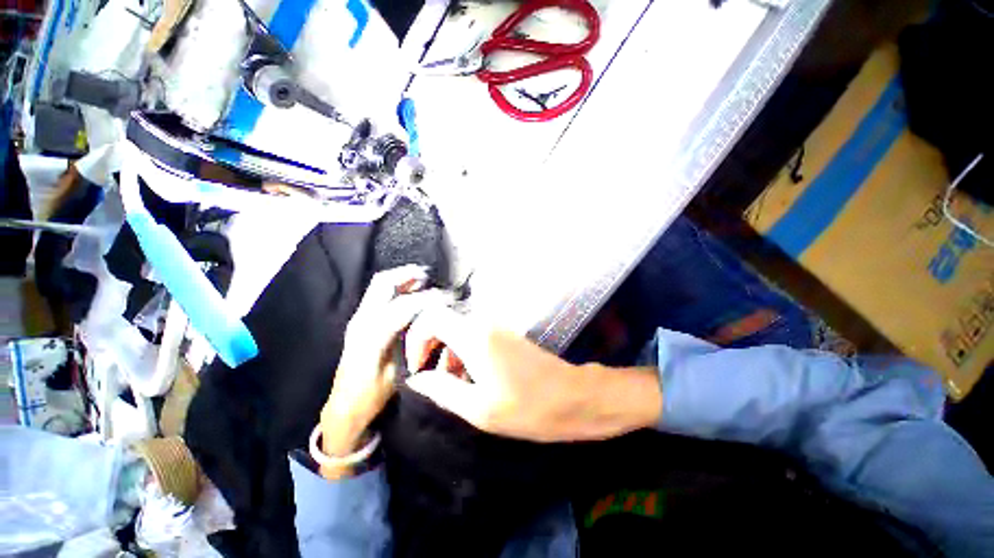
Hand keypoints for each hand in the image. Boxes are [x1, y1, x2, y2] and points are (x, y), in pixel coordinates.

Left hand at [319, 265, 448, 474]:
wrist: (344, 407)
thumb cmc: (372, 396)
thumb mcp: (395, 375)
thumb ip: (410, 345)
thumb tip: (431, 322)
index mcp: (371, 336)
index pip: (403, 306)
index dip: (427, 298)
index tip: (446, 297)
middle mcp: (361, 321)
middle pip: (383, 284)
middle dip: (408, 275)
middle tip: (430, 277)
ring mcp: (358, 319)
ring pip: (379, 285)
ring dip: (402, 277)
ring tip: (423, 278)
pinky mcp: (360, 321)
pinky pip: (379, 294)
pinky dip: (397, 286)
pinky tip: (411, 290)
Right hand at [404, 306, 662, 441]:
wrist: (572, 396)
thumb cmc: (526, 407)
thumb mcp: (478, 408)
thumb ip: (442, 389)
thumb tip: (416, 380)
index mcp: (474, 336)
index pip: (431, 318)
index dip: (417, 340)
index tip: (418, 368)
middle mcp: (484, 323)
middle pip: (444, 323)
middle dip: (433, 350)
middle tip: (435, 382)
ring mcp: (497, 327)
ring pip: (460, 331)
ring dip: (450, 355)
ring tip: (456, 387)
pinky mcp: (506, 335)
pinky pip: (476, 337)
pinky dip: (466, 354)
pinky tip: (474, 380)